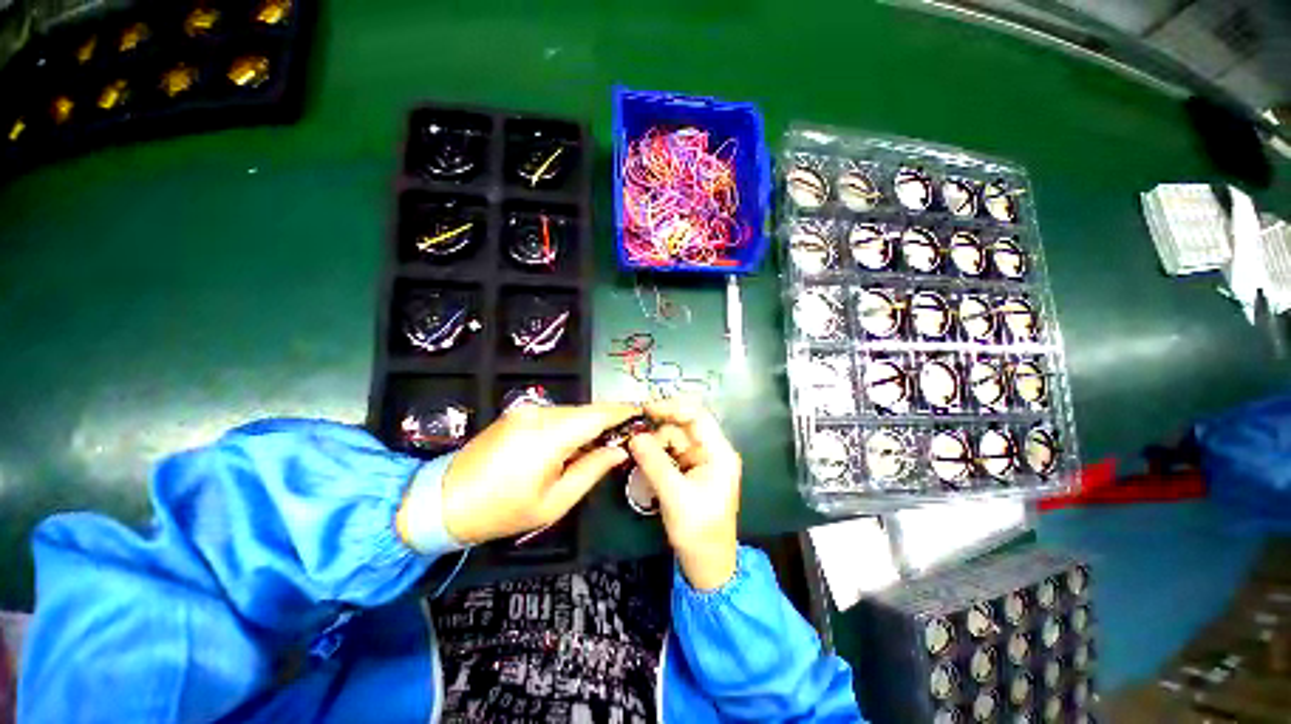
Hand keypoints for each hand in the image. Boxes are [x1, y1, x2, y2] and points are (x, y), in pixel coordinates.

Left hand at [416, 403, 638, 544]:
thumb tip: (619, 450)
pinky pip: (555, 414)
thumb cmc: (503, 510)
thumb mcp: (555, 501)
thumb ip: (592, 469)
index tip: (644, 414)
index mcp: (550, 434)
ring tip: (603, 443)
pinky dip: (572, 424)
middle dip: (610, 419)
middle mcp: (540, 413)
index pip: (598, 414)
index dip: (623, 412)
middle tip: (628, 436)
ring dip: (591, 423)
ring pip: (572, 411)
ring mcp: (526, 410)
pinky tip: (575, 442)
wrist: (444, 501)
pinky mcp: (517, 413)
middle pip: (587, 410)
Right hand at [628, 399, 741, 590]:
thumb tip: (634, 436)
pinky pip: (670, 452)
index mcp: (718, 452)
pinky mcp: (689, 470)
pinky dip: (655, 454)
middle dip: (658, 429)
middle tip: (633, 436)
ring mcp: (700, 460)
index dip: (672, 407)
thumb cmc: (698, 531)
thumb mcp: (675, 496)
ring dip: (654, 443)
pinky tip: (642, 460)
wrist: (707, 565)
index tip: (645, 409)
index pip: (697, 416)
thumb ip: (654, 463)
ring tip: (635, 454)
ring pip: (673, 439)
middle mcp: (711, 450)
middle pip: (682, 426)